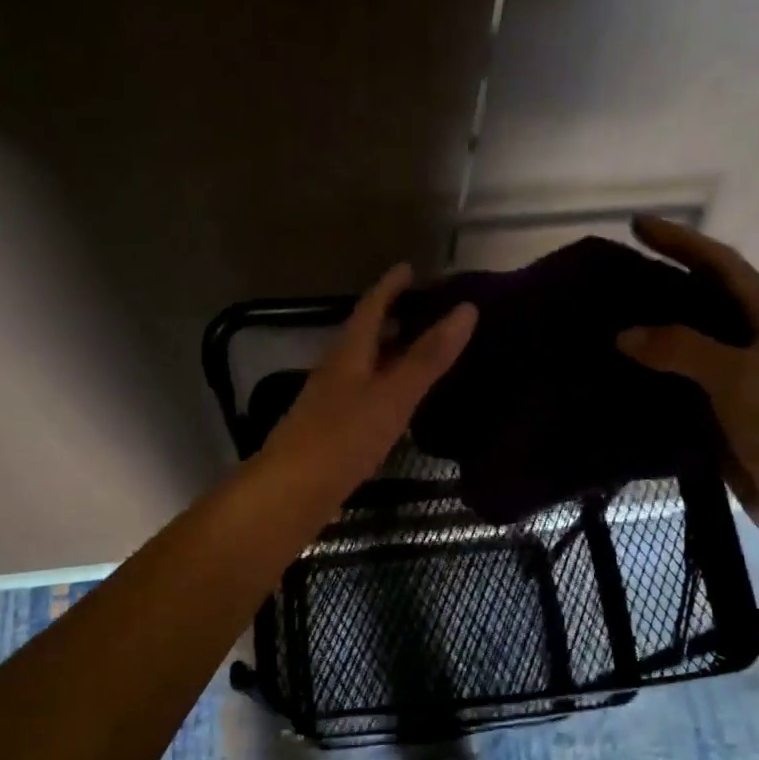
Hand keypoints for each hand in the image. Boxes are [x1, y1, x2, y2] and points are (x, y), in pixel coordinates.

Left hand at [258, 263, 476, 501]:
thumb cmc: (343, 438)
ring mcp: (330, 402)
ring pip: (363, 367)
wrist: (291, 492)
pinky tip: (397, 404)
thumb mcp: (393, 395)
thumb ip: (428, 357)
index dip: (390, 286)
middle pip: (364, 336)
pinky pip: (363, 396)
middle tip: (424, 309)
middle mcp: (336, 371)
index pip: (370, 308)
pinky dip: (384, 387)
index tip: (410, 267)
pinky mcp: (331, 432)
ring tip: (418, 352)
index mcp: (348, 354)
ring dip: (388, 354)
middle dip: (392, 318)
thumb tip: (467, 310)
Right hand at [617, 217, 758, 534]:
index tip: (638, 225)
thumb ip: (681, 348)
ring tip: (612, 319)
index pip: (723, 265)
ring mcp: (745, 380)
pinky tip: (626, 373)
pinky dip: (657, 373)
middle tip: (618, 275)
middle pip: (708, 299)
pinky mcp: (729, 414)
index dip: (682, 242)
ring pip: (694, 342)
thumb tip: (625, 334)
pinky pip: (686, 382)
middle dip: (667, 281)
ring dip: (658, 329)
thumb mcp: (739, 376)